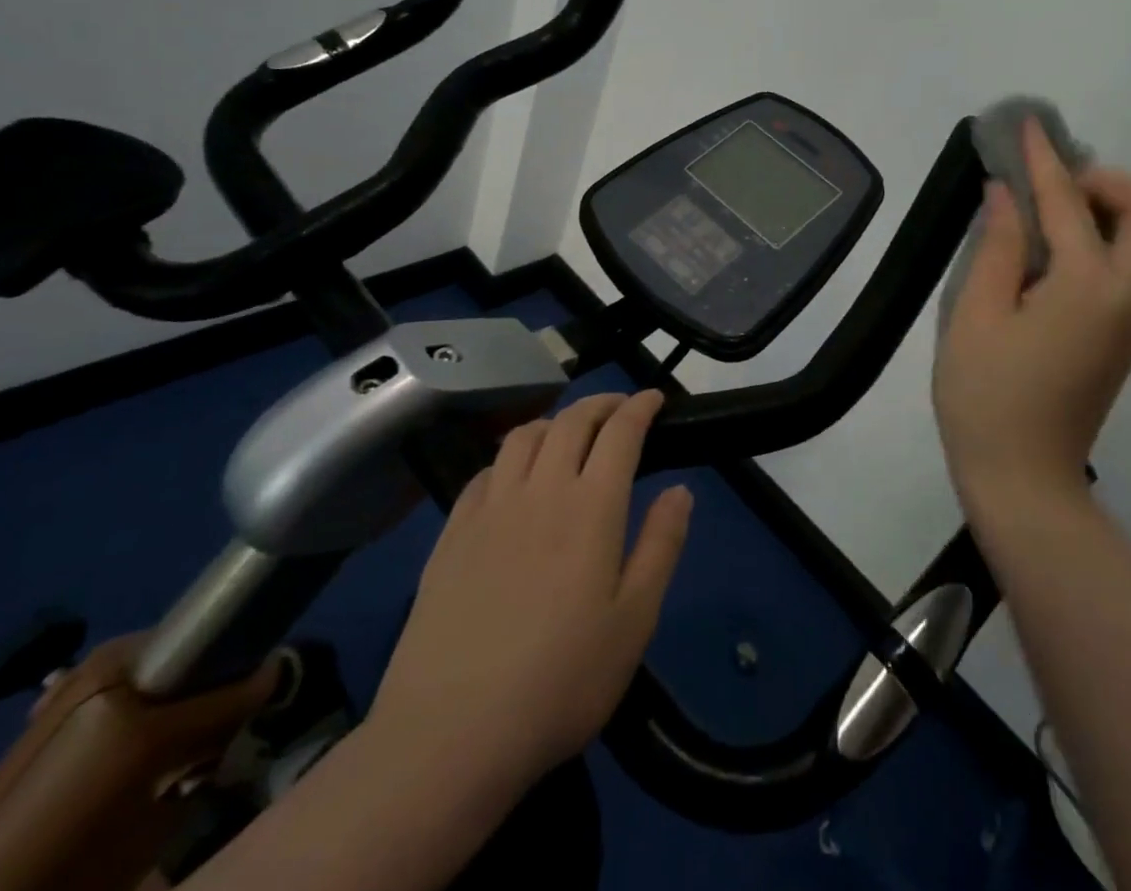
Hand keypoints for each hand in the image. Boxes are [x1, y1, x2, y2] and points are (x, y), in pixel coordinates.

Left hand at [369, 389, 691, 788]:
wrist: (451, 733)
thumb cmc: (560, 681)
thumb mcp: (634, 621)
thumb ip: (661, 546)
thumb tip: (680, 490)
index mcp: (591, 506)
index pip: (620, 433)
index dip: (640, 407)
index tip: (654, 398)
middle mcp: (541, 490)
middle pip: (571, 421)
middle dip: (601, 404)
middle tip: (619, 407)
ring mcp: (490, 508)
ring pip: (524, 436)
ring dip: (555, 421)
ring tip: (569, 432)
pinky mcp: (452, 532)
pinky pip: (485, 470)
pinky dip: (510, 456)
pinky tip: (513, 476)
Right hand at [932, 117, 1130, 512]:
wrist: (1023, 480)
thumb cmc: (986, 397)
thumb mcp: (975, 315)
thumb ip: (997, 247)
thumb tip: (1006, 194)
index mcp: (1088, 288)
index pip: (1069, 204)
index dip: (1044, 160)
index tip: (1027, 125)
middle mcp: (1128, 297)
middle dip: (1105, 182)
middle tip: (1048, 185)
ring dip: (1104, 208)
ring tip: (1041, 212)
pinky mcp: (1124, 335)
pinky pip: (1126, 265)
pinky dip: (1099, 239)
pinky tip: (1048, 251)